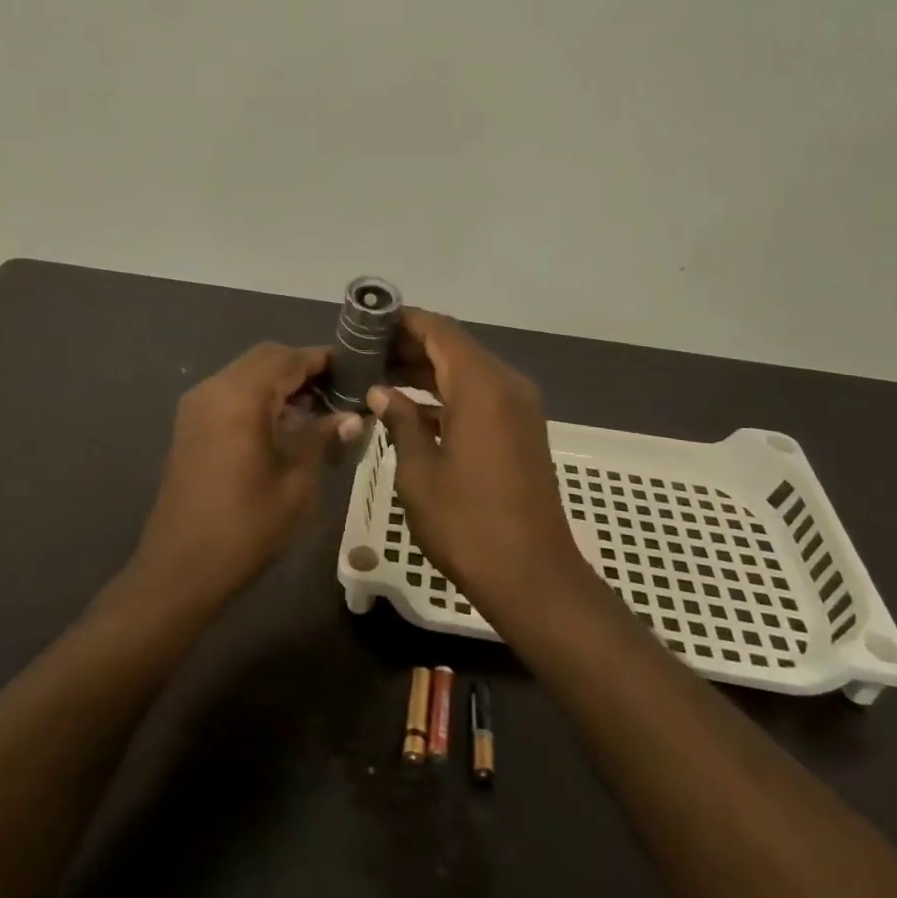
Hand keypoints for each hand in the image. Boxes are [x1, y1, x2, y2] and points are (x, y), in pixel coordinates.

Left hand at [130, 343, 360, 611]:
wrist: (180, 569)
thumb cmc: (245, 527)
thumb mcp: (296, 483)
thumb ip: (321, 438)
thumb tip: (351, 416)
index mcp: (241, 397)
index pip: (289, 358)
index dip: (323, 359)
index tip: (356, 368)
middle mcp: (215, 389)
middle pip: (265, 358)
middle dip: (302, 367)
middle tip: (338, 390)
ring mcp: (197, 406)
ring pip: (247, 373)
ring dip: (280, 382)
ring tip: (318, 408)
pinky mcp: (190, 426)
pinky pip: (231, 393)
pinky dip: (259, 397)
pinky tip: (284, 424)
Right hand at [368, 311, 593, 620]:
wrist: (533, 576)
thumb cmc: (468, 524)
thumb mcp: (420, 473)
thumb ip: (401, 422)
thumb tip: (381, 393)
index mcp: (481, 387)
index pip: (440, 330)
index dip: (404, 321)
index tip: (368, 321)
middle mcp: (505, 385)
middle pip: (454, 347)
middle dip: (410, 345)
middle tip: (364, 351)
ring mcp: (518, 408)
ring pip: (466, 371)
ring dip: (426, 370)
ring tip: (378, 375)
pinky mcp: (521, 429)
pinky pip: (480, 395)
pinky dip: (447, 394)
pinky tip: (410, 408)